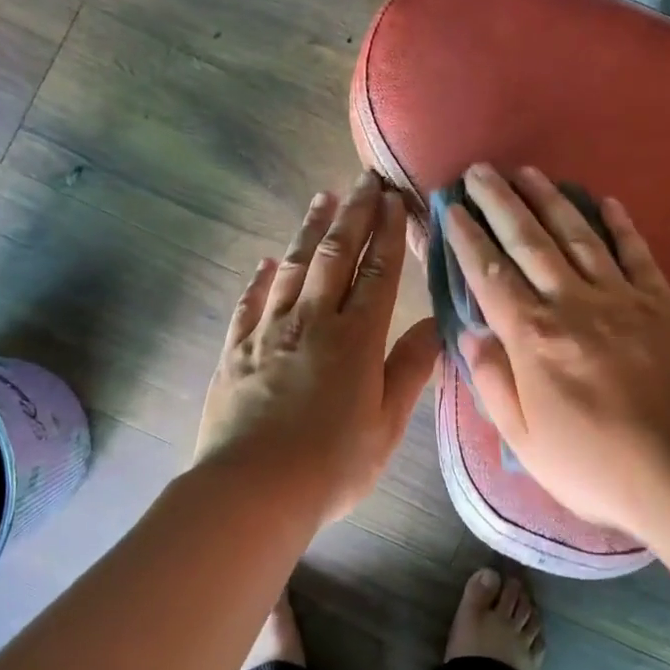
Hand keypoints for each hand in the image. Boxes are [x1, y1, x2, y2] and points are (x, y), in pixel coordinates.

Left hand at [195, 171, 440, 526]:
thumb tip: (434, 325)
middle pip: (335, 256)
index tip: (395, 199)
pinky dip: (260, 278)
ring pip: (292, 269)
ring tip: (322, 199)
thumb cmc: (332, 465)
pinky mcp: (236, 351)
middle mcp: (312, 323)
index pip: (377, 273)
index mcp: (355, 340)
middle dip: (353, 215)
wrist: (252, 490)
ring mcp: (269, 333)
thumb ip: (409, 370)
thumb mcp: (386, 424)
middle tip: (363, 179)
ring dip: (309, 231)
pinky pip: (249, 303)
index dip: (388, 234)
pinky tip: (267, 261)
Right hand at [443, 165, 669, 536]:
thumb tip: (470, 335)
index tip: (452, 208)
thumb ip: (492, 382)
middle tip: (480, 171)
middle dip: (501, 202)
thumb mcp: (523, 441)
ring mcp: (622, 299)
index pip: (490, 275)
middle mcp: (573, 305)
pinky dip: (620, 225)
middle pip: (529, 242)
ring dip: (551, 200)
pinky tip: (604, 201)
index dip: (467, 238)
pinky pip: (637, 254)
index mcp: (533, 339)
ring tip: (528, 171)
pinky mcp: (662, 304)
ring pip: (578, 236)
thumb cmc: (593, 465)